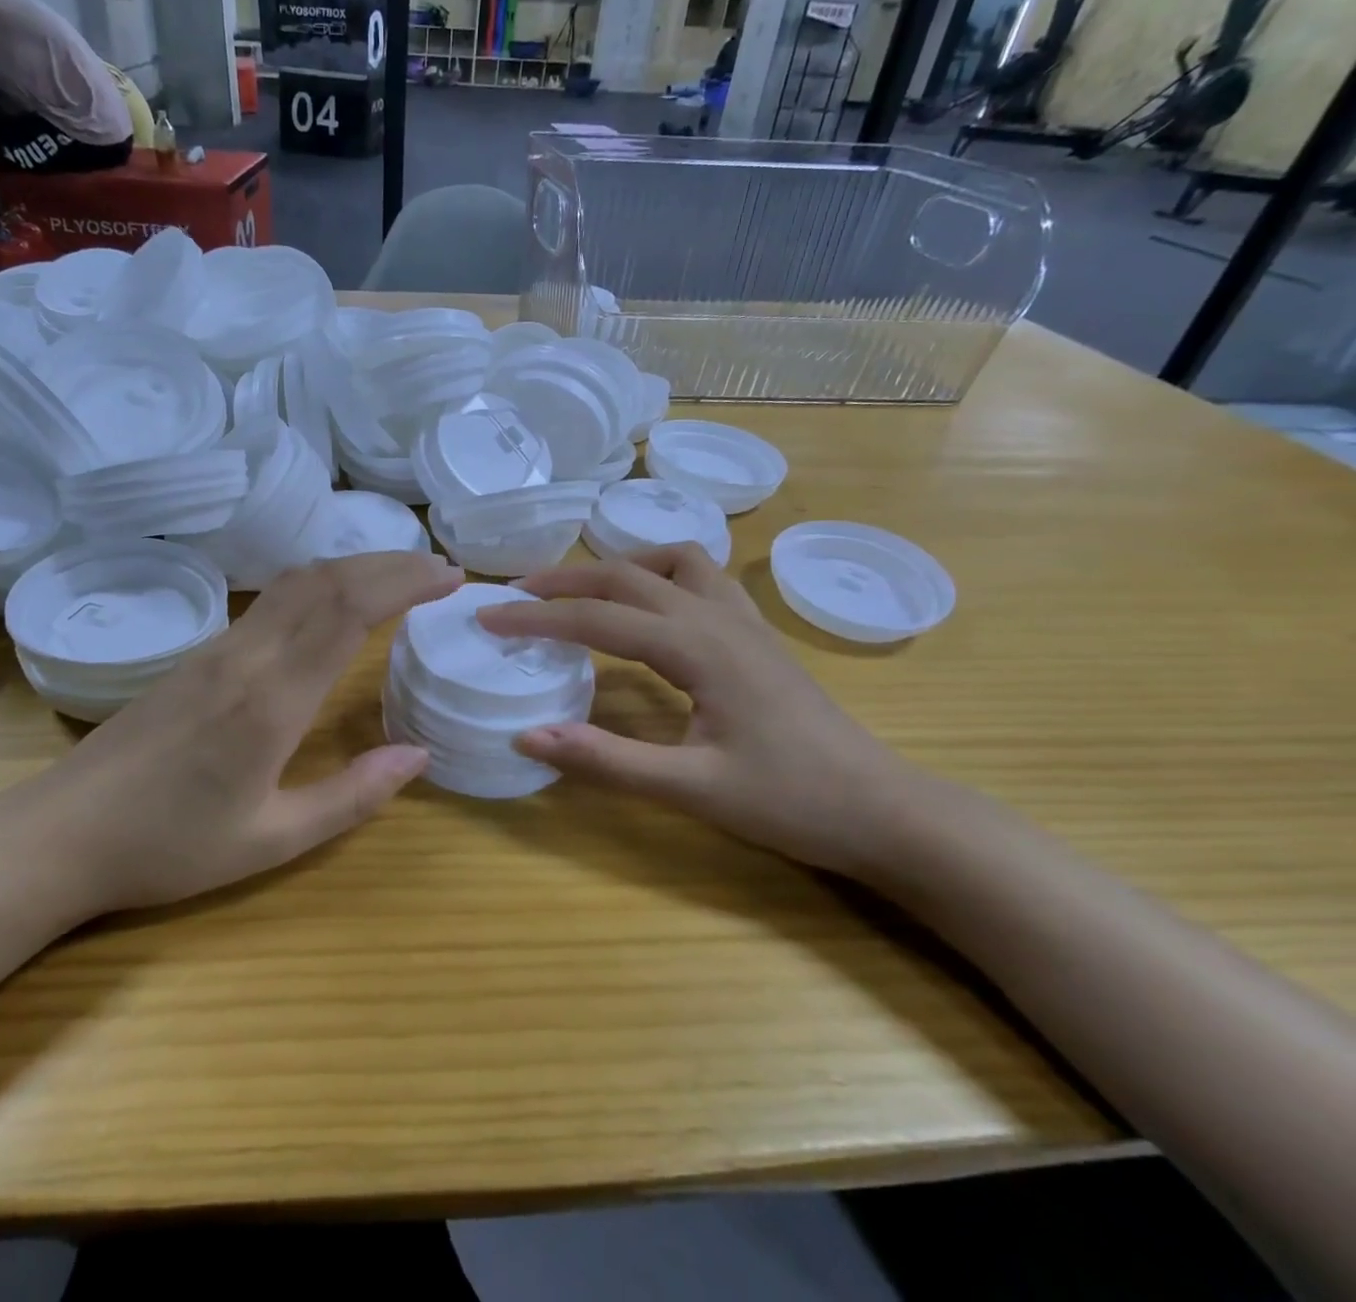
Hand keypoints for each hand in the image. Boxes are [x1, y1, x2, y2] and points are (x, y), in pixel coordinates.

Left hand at [1, 552, 462, 917]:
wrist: (63, 832)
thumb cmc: (169, 846)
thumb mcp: (270, 840)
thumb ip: (351, 797)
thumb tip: (418, 756)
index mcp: (272, 699)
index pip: (348, 610)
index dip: (404, 583)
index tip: (449, 579)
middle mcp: (247, 656)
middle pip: (326, 580)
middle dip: (390, 564)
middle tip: (440, 570)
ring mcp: (218, 649)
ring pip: (295, 583)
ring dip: (353, 567)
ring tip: (398, 578)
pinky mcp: (198, 655)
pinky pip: (271, 601)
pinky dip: (319, 585)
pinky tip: (333, 604)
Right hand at [476, 546, 926, 879]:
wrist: (885, 810)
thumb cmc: (792, 801)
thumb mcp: (691, 788)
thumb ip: (606, 760)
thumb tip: (526, 736)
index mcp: (697, 647)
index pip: (597, 618)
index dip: (536, 618)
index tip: (487, 619)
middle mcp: (716, 617)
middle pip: (626, 574)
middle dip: (564, 580)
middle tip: (515, 596)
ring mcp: (743, 620)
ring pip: (670, 562)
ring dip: (617, 567)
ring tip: (580, 594)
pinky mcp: (756, 634)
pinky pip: (701, 578)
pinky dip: (659, 575)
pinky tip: (648, 608)